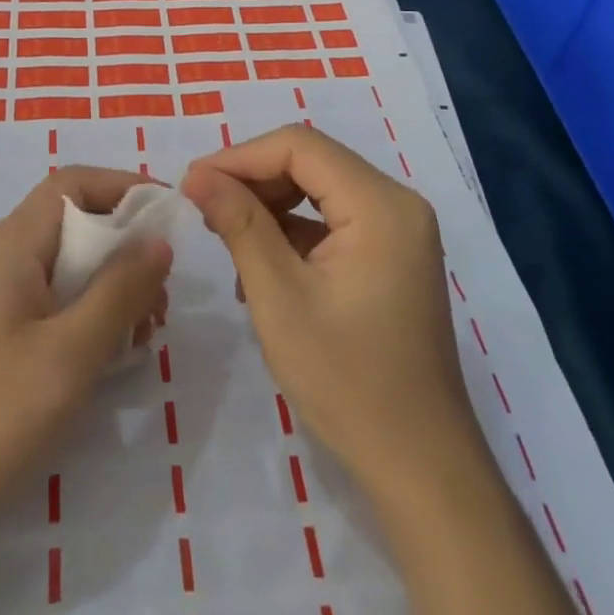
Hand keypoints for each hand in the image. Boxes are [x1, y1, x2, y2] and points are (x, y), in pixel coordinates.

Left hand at [0, 166, 173, 532]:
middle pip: (74, 224)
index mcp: (14, 245)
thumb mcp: (69, 353)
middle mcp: (3, 259)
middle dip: (126, 248)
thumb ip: (119, 290)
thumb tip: (158, 240)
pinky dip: (89, 316)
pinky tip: (111, 357)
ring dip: (112, 288)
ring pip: (68, 268)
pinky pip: (53, 304)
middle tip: (162, 297)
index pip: (72, 183)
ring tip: (144, 334)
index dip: (123, 185)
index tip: (170, 214)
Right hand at [181, 125, 474, 495]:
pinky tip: (260, 265)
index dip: (240, 156)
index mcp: (381, 205)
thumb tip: (197, 174)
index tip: (193, 182)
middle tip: (204, 207)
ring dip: (269, 204)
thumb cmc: (347, 382)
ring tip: (225, 235)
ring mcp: (399, 230)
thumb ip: (239, 224)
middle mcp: (397, 204)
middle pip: (311, 162)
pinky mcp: (392, 255)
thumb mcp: (279, 298)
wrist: (420, 467)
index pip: (300, 147)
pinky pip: (333, 219)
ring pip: (319, 188)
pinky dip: (293, 230)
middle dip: (253, 179)